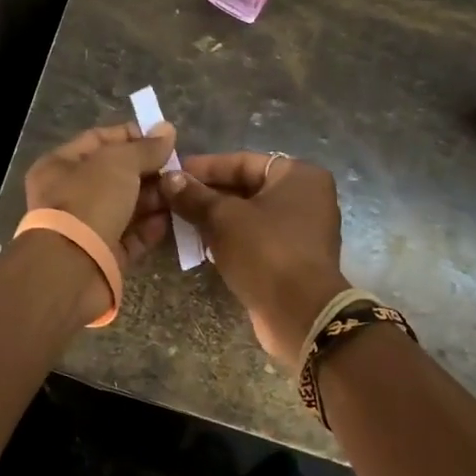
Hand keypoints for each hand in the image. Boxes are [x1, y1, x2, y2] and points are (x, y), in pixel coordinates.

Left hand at [23, 121, 177, 266]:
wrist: (73, 268)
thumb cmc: (89, 202)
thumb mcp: (119, 163)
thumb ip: (145, 147)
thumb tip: (167, 129)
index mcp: (60, 165)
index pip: (98, 140)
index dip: (131, 136)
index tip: (163, 139)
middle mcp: (70, 194)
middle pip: (116, 175)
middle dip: (148, 171)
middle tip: (178, 169)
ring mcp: (87, 227)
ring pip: (127, 206)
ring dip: (154, 199)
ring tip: (181, 192)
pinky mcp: (105, 255)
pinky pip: (132, 236)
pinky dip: (152, 228)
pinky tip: (173, 219)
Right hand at [161, 153, 350, 371]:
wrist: (300, 314)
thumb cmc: (265, 252)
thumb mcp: (223, 218)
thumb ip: (194, 196)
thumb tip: (168, 178)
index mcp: (299, 176)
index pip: (243, 162)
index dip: (205, 167)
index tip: (173, 174)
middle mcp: (306, 197)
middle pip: (246, 188)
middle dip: (207, 195)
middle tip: (170, 199)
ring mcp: (301, 231)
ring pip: (248, 216)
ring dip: (214, 219)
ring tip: (178, 221)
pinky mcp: (291, 259)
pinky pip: (255, 240)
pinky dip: (229, 239)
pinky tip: (200, 245)